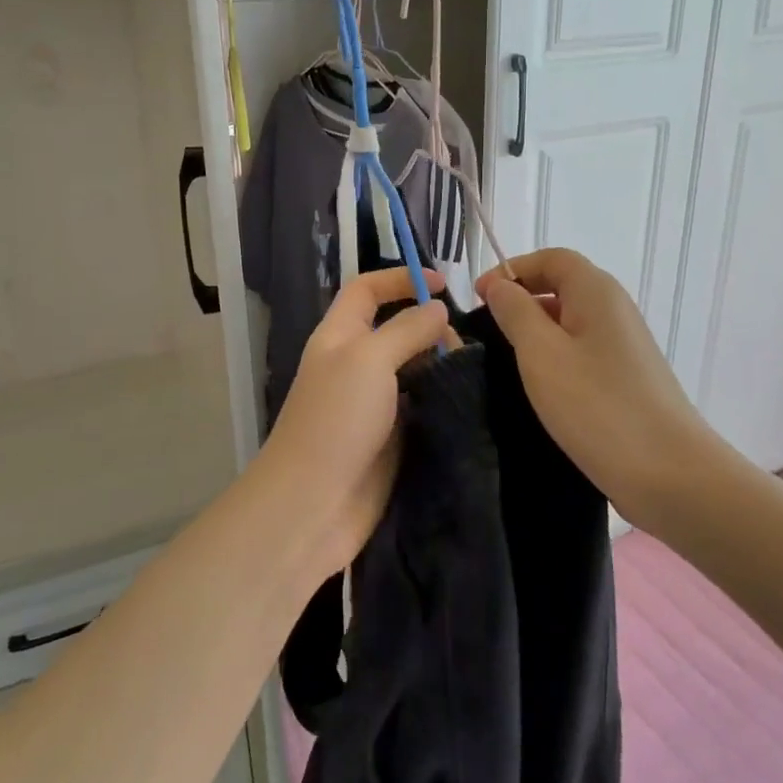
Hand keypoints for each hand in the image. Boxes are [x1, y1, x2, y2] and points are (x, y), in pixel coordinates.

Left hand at [252, 267, 450, 576]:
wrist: (314, 504)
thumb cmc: (336, 420)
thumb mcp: (369, 359)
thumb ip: (406, 330)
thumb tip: (438, 311)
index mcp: (339, 336)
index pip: (367, 289)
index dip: (400, 278)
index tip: (444, 284)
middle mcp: (354, 365)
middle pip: (395, 328)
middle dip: (429, 326)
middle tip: (460, 344)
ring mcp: (372, 403)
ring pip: (412, 368)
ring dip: (440, 364)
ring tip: (469, 372)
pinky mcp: (391, 437)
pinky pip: (421, 406)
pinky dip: (441, 399)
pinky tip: (466, 399)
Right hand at [476, 248, 724, 528]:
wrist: (669, 473)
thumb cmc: (597, 405)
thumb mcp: (541, 353)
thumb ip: (515, 312)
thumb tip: (499, 285)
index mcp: (596, 291)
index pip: (550, 258)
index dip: (512, 270)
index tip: (478, 299)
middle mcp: (614, 309)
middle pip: (561, 286)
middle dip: (521, 300)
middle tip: (486, 332)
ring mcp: (624, 346)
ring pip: (570, 322)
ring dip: (535, 332)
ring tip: (505, 362)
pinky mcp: (625, 378)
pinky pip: (582, 352)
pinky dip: (555, 358)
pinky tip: (539, 388)